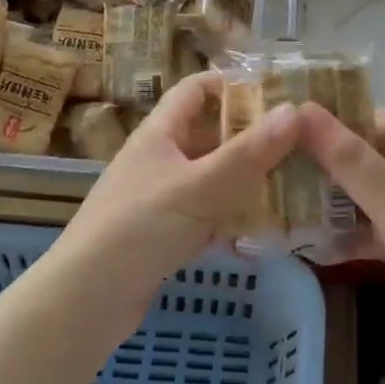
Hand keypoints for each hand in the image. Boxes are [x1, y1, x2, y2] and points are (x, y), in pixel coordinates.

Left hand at [56, 72, 300, 309]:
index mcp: (160, 132)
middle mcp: (159, 158)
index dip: (231, 84)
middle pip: (209, 135)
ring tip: (291, 186)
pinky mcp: (162, 234)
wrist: (86, 299)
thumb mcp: (202, 185)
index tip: (275, 94)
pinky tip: (262, 232)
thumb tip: (295, 110)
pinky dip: (231, 218)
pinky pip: (205, 215)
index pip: (196, 89)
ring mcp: (159, 197)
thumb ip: (250, 152)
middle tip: (298, 144)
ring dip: (246, 181)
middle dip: (251, 139)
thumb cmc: (142, 226)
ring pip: (211, 178)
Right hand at [297, 103, 384, 366]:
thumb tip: (300, 109)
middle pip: (365, 159)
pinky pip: (375, 236)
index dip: (334, 117)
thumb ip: (348, 157)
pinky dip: (349, 240)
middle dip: (324, 163)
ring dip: (332, 203)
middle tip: (272, 168)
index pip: (372, 118)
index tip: (288, 124)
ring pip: (367, 200)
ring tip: (281, 206)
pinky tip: (313, 249)